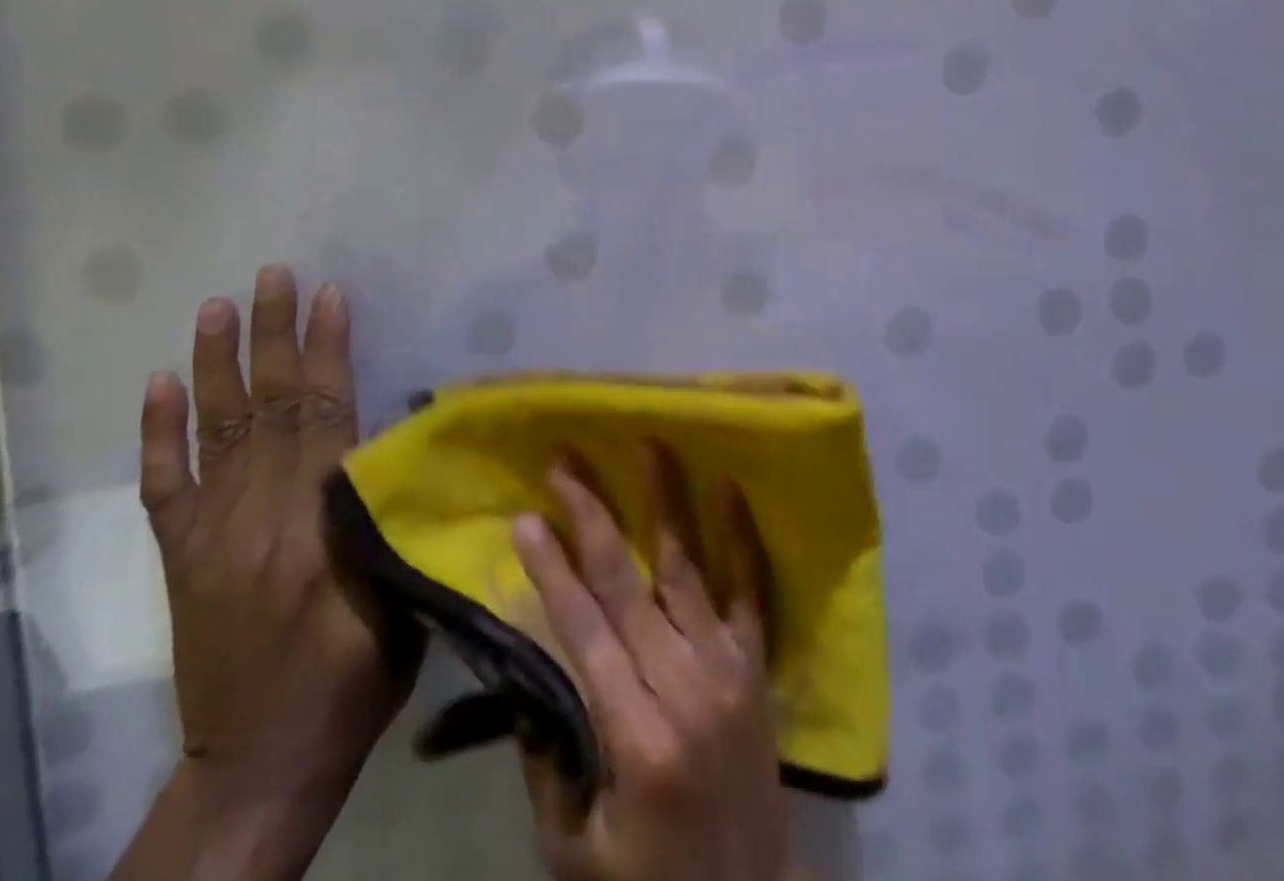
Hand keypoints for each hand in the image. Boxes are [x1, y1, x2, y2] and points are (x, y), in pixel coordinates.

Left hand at [120, 265, 418, 878]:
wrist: (257, 765)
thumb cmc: (355, 677)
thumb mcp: (404, 599)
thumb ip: (396, 517)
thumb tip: (404, 440)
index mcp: (317, 530)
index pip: (323, 418)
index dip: (327, 352)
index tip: (331, 296)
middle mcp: (256, 521)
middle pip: (267, 410)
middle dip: (272, 335)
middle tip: (273, 274)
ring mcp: (210, 538)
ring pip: (213, 433)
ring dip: (216, 364)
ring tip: (218, 305)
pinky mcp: (181, 559)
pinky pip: (164, 486)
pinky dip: (158, 432)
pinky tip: (160, 384)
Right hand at [511, 447, 787, 880]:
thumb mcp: (575, 846)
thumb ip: (551, 756)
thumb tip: (533, 668)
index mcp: (635, 737)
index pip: (584, 631)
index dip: (553, 570)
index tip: (526, 518)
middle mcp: (685, 687)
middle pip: (629, 585)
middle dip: (593, 518)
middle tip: (566, 462)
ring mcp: (728, 667)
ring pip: (689, 568)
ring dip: (664, 502)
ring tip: (648, 443)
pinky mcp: (757, 662)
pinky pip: (750, 587)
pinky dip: (740, 534)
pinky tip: (728, 485)